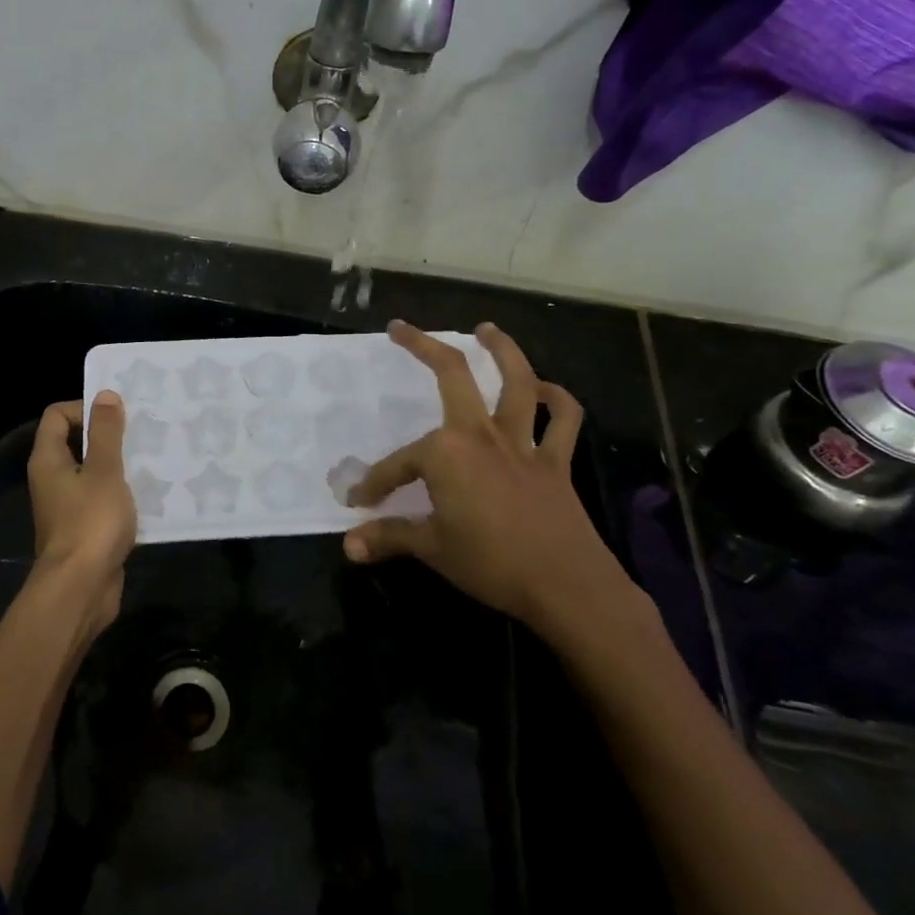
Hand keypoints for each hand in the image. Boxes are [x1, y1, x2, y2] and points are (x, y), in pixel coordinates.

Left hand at [27, 391, 136, 625]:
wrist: (81, 588)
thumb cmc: (90, 522)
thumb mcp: (104, 471)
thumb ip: (106, 433)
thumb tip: (104, 395)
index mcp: (48, 460)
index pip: (57, 415)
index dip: (85, 408)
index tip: (118, 415)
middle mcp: (53, 480)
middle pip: (77, 443)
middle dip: (109, 436)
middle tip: (143, 432)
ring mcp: (68, 507)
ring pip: (94, 474)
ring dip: (120, 467)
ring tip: (153, 459)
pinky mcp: (86, 530)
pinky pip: (104, 502)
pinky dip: (123, 495)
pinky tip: (152, 495)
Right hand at [343, 321, 649, 654]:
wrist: (566, 585)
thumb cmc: (490, 563)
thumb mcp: (431, 549)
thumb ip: (389, 538)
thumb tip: (348, 545)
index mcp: (445, 454)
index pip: (398, 464)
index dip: (376, 483)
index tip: (360, 502)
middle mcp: (481, 435)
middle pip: (452, 376)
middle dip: (423, 346)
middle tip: (401, 328)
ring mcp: (522, 443)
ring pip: (516, 381)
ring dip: (502, 350)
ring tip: (486, 329)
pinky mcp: (555, 460)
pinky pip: (562, 420)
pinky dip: (557, 399)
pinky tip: (546, 388)